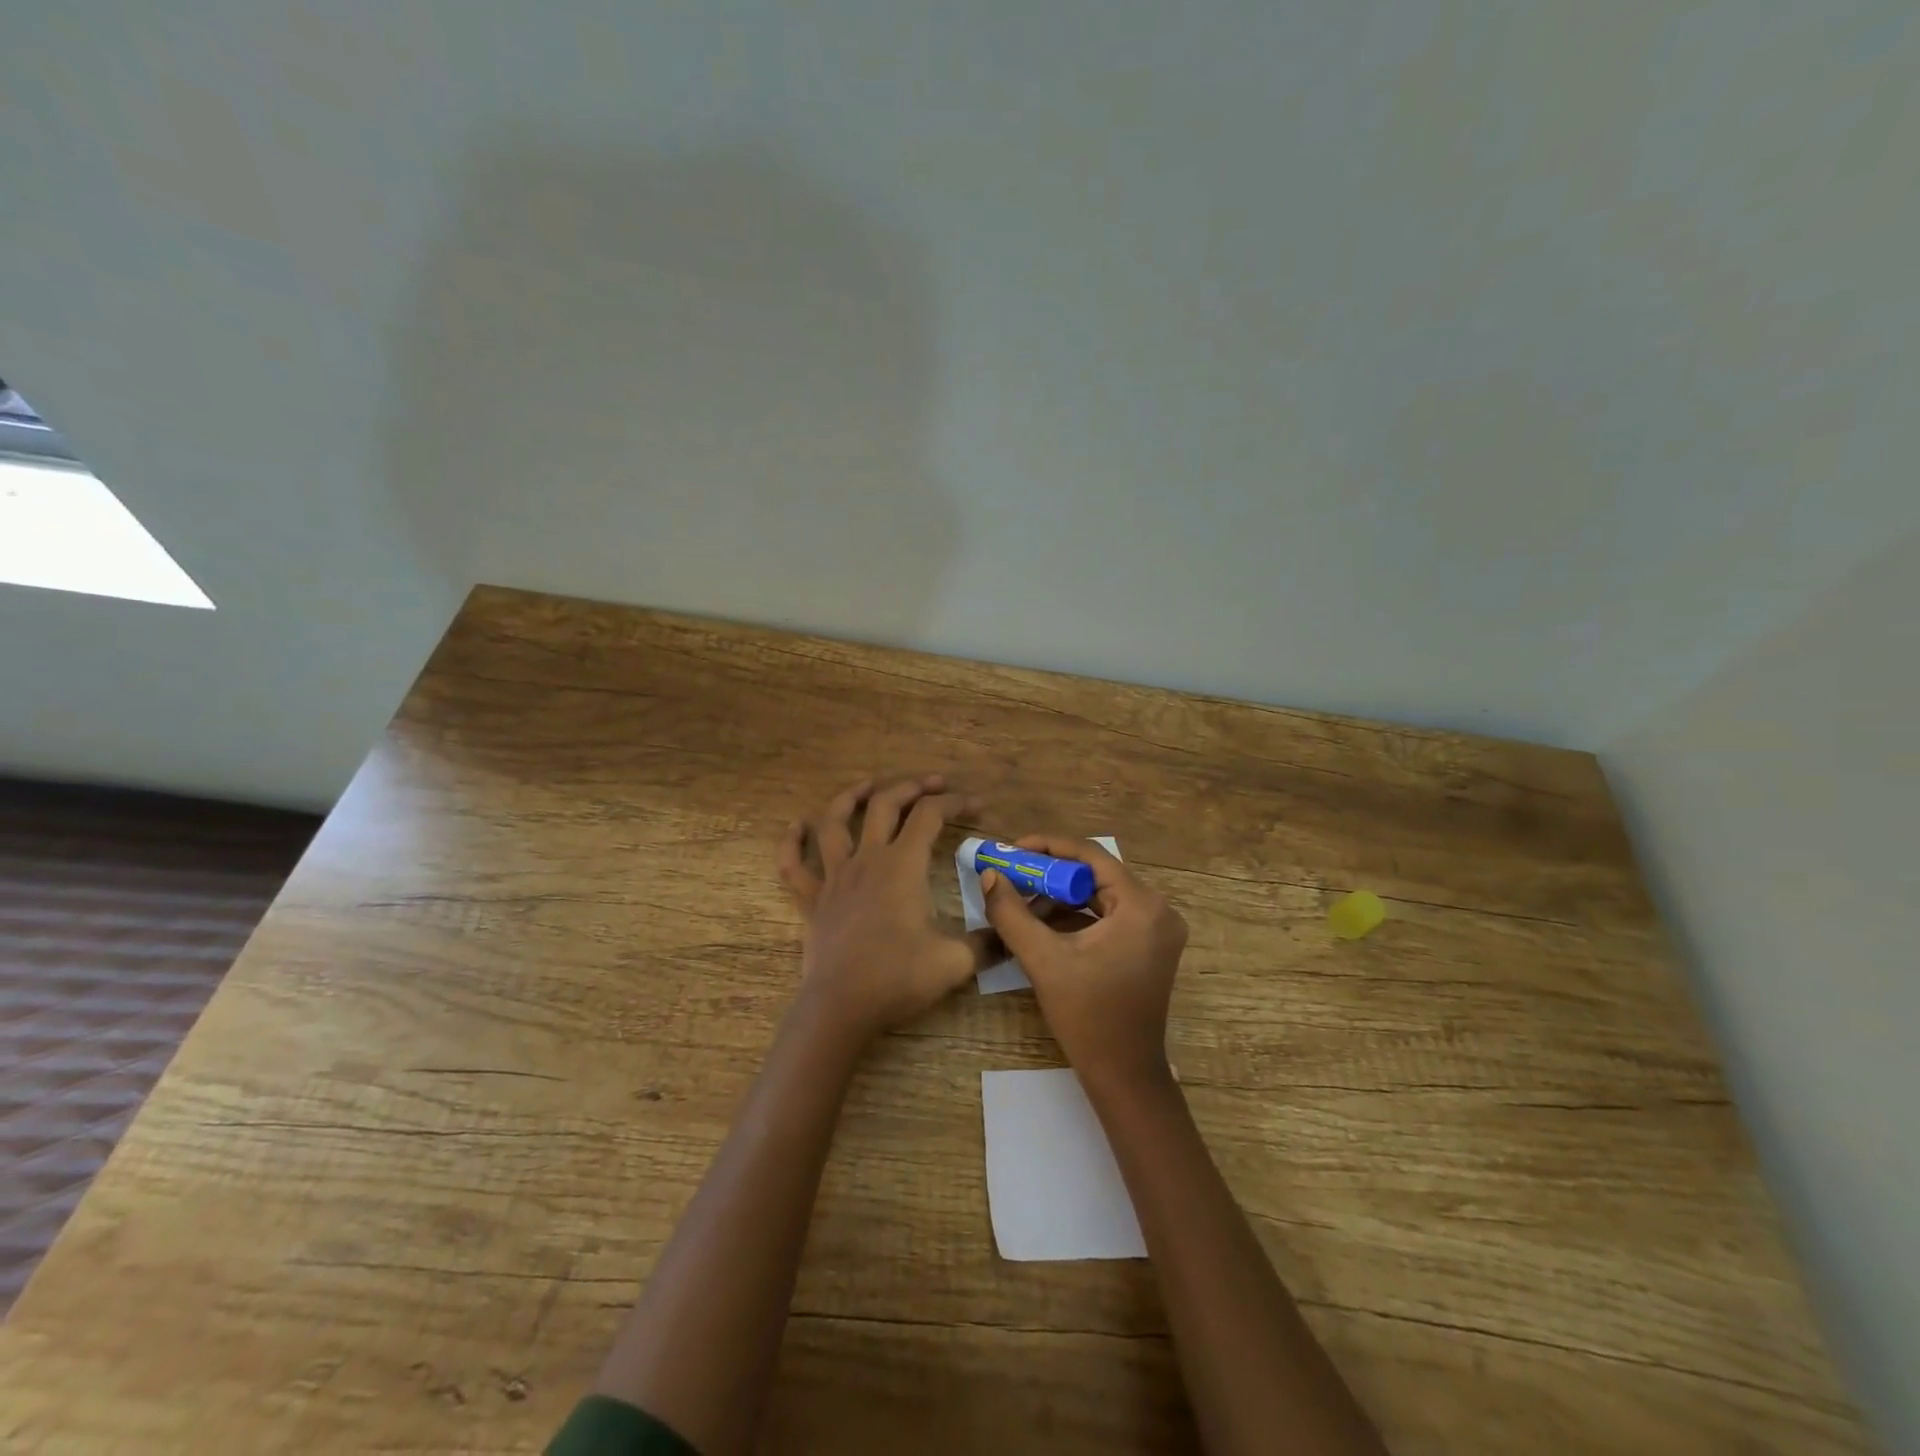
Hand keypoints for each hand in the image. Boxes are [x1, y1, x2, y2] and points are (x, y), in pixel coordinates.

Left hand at [777, 774, 989, 1044]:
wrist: (841, 1007)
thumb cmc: (898, 978)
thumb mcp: (955, 961)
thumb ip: (988, 942)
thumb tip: (1010, 934)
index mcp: (902, 866)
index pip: (930, 816)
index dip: (956, 803)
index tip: (977, 806)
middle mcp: (867, 860)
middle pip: (885, 805)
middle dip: (911, 787)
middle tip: (933, 783)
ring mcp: (834, 877)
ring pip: (835, 822)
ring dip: (851, 798)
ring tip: (868, 785)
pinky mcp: (811, 900)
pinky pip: (793, 865)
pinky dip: (792, 842)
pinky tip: (796, 827)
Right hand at [979, 835, 1187, 1087]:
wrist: (1123, 1076)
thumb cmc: (1087, 1017)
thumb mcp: (1043, 960)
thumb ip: (1011, 913)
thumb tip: (989, 876)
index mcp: (1141, 906)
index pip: (1090, 856)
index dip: (1047, 847)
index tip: (1012, 849)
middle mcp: (1157, 909)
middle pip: (1096, 874)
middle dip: (1050, 874)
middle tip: (1012, 874)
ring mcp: (1157, 928)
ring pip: (1100, 895)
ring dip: (1060, 896)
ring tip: (1020, 902)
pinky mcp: (1149, 945)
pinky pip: (1108, 915)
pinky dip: (1076, 916)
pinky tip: (1041, 924)